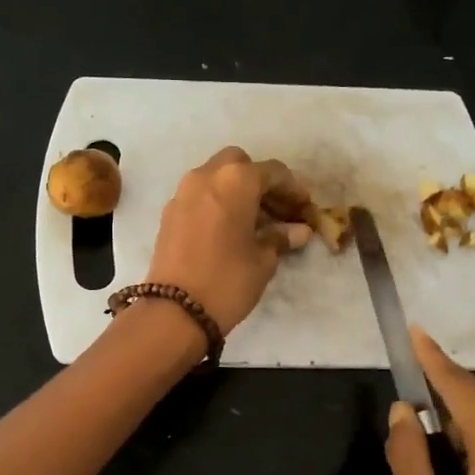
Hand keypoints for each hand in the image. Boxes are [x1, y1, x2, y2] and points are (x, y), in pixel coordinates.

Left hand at [146, 147, 312, 334]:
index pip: (273, 172)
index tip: (304, 208)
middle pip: (239, 164)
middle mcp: (206, 176)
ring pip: (216, 177)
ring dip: (236, 192)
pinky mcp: (169, 213)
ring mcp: (183, 193)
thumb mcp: (263, 260)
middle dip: (260, 182)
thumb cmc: (227, 280)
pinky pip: (200, 196)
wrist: (174, 310)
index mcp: (236, 180)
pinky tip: (229, 230)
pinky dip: (217, 203)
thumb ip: (280, 237)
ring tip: (256, 223)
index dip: (293, 189)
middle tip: (277, 209)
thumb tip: (298, 230)